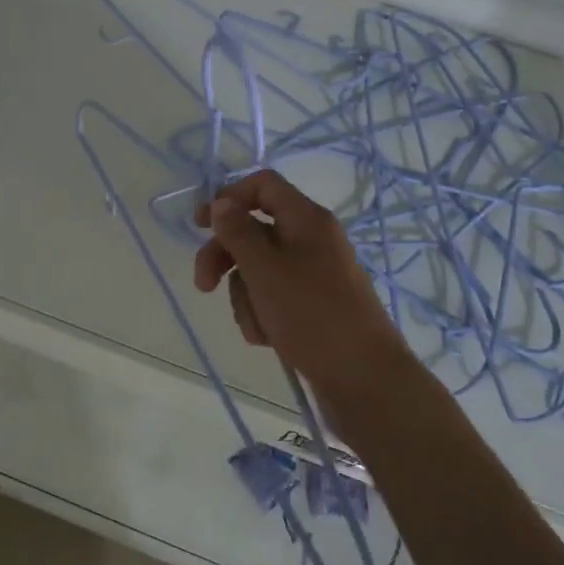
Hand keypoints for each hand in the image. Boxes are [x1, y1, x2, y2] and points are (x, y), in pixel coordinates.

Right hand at [193, 170, 416, 416]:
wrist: (363, 379)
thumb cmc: (313, 316)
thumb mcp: (265, 270)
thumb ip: (238, 233)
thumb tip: (222, 202)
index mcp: (307, 219)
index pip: (263, 185)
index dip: (229, 197)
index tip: (200, 224)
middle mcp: (311, 240)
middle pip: (254, 231)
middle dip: (226, 257)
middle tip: (203, 285)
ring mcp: (313, 274)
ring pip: (258, 270)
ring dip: (246, 296)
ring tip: (258, 324)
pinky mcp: (312, 305)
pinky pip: (273, 297)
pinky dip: (263, 314)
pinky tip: (268, 338)